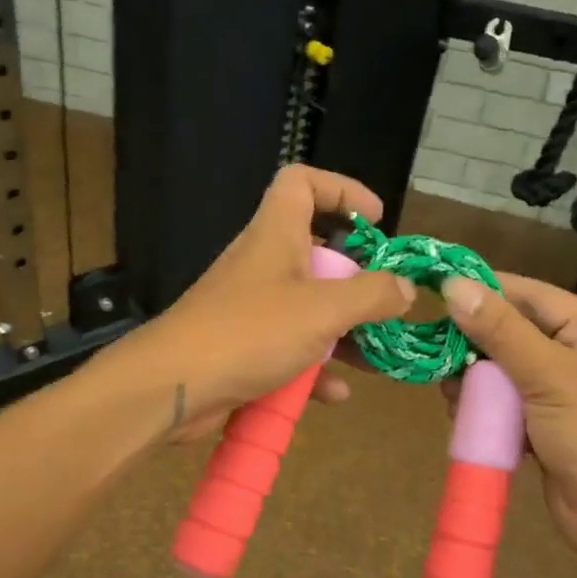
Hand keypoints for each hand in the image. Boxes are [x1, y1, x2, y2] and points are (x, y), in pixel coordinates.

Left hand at [113, 166, 413, 441]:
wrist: (172, 387)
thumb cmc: (249, 332)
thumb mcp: (322, 310)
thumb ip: (371, 295)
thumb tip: (405, 288)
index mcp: (276, 235)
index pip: (302, 182)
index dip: (342, 189)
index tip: (376, 219)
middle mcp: (262, 265)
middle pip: (315, 255)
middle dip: (356, 281)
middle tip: (385, 305)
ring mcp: (250, 310)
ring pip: (306, 311)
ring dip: (342, 334)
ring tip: (377, 359)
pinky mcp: (242, 350)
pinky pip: (287, 352)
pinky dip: (313, 370)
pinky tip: (335, 395)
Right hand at [439, 273, 576, 576]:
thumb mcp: (550, 377)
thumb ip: (501, 331)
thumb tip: (453, 286)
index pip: (533, 296)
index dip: (486, 290)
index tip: (436, 288)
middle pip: (515, 335)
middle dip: (475, 345)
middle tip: (434, 352)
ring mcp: (565, 396)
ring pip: (505, 374)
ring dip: (475, 381)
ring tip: (448, 391)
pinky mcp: (548, 429)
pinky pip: (507, 406)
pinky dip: (485, 409)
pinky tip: (461, 415)